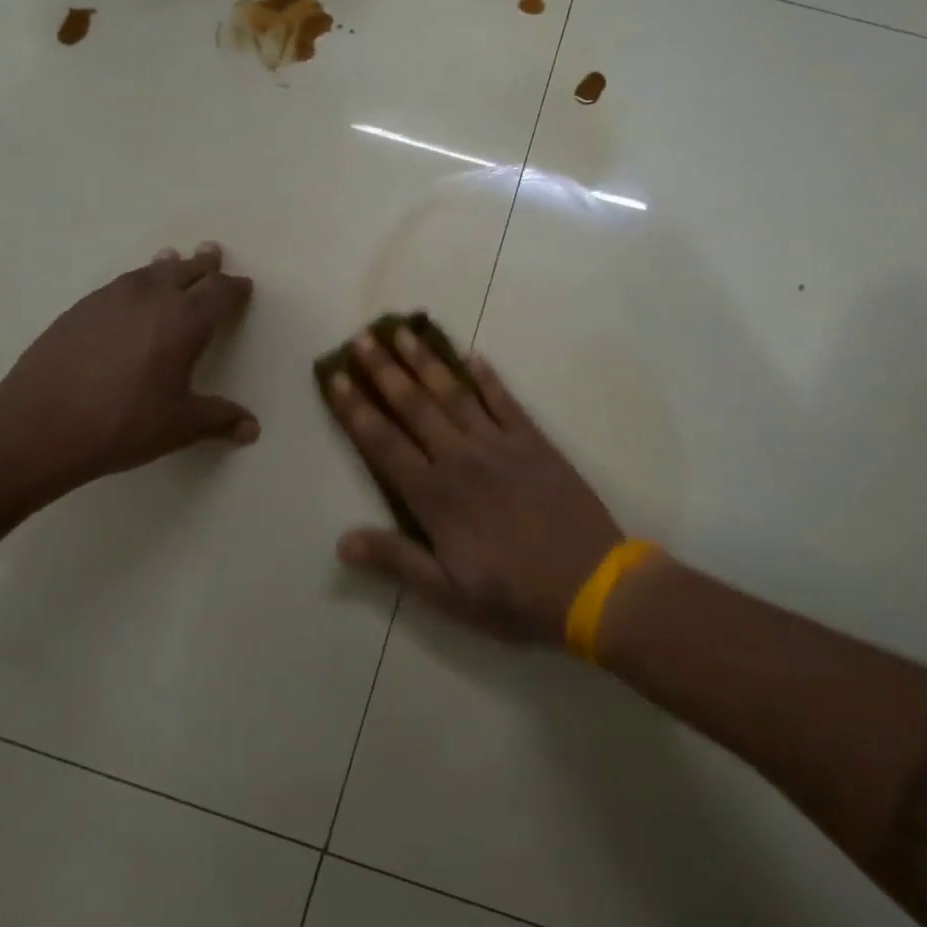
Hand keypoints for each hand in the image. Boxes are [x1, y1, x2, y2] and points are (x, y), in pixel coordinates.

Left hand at [0, 243, 256, 506]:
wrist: (39, 424)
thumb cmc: (123, 424)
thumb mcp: (179, 426)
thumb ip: (219, 420)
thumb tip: (253, 429)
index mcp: (184, 321)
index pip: (219, 292)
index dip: (234, 288)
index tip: (243, 286)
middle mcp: (151, 299)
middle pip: (185, 270)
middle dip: (203, 264)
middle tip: (212, 253)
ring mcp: (111, 299)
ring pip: (149, 271)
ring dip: (168, 265)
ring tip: (173, 259)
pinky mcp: (80, 308)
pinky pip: (120, 283)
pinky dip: (136, 281)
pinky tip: (131, 293)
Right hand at [328, 328, 622, 641]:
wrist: (592, 585)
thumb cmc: (514, 596)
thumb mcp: (447, 593)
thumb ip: (396, 560)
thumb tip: (341, 542)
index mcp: (434, 496)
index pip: (383, 442)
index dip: (355, 408)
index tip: (335, 377)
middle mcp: (460, 458)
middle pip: (414, 406)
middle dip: (384, 370)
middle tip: (362, 338)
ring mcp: (499, 444)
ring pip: (454, 393)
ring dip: (426, 361)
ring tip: (403, 331)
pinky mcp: (534, 441)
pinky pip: (504, 400)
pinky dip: (486, 376)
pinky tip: (471, 355)